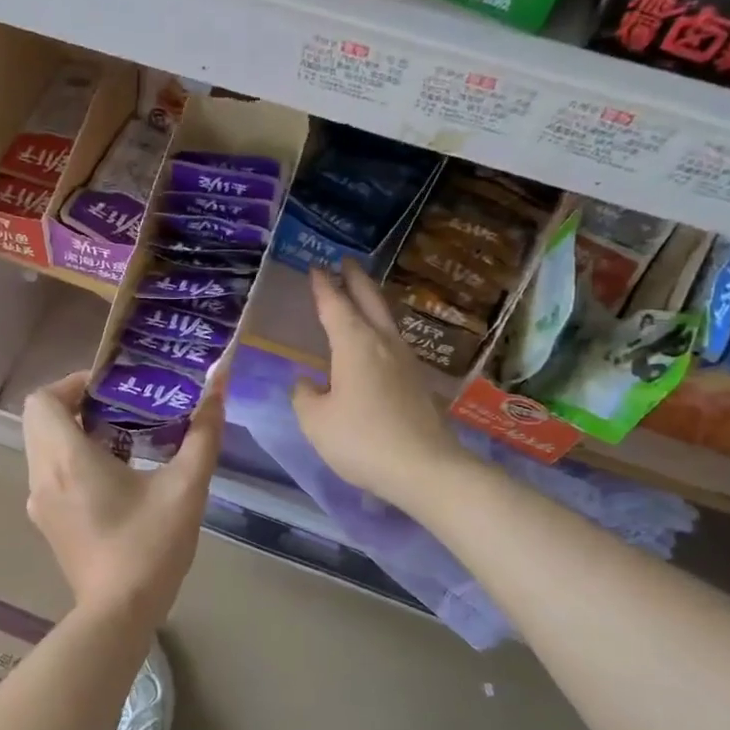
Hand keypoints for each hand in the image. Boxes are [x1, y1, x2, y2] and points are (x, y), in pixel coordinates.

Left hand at [22, 372, 223, 622]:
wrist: (120, 613)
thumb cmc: (150, 546)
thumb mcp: (186, 487)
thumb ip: (203, 434)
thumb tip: (218, 388)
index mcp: (66, 459)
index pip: (43, 399)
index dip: (73, 383)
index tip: (114, 388)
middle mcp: (42, 476)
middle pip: (41, 420)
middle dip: (77, 405)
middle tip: (123, 408)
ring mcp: (39, 503)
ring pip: (43, 448)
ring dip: (75, 433)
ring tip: (124, 438)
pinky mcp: (47, 523)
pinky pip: (50, 474)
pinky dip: (72, 461)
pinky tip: (115, 477)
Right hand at [293, 261, 461, 508]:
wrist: (424, 468)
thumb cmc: (361, 440)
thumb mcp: (316, 422)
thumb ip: (305, 397)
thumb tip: (306, 383)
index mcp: (354, 344)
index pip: (334, 305)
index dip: (323, 286)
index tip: (316, 268)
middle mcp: (383, 343)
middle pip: (370, 301)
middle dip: (356, 280)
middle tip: (346, 262)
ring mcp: (405, 361)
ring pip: (386, 320)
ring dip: (372, 302)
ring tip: (361, 296)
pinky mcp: (417, 382)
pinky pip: (393, 343)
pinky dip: (379, 330)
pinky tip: (375, 344)